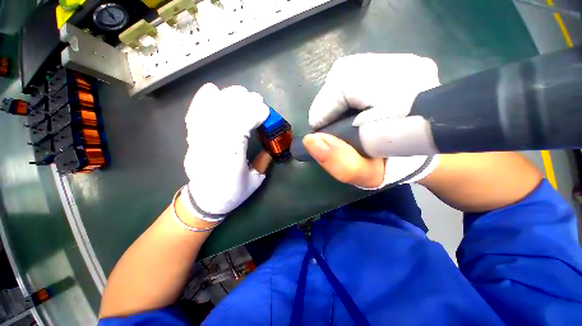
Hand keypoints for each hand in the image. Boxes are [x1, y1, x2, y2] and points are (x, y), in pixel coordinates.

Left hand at [183, 83, 270, 221]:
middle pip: (223, 116)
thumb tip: (270, 144)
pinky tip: (212, 90)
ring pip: (209, 112)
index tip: (265, 111)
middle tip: (256, 99)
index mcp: (229, 160)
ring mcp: (198, 141)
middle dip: (242, 102)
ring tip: (240, 92)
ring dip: (226, 98)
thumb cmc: (232, 193)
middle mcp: (211, 147)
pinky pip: (194, 115)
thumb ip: (263, 161)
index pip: (238, 129)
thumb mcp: (255, 180)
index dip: (252, 115)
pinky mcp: (192, 139)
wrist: (204, 200)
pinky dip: (202, 100)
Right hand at [304, 54, 440, 188]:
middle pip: (345, 73)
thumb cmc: (394, 166)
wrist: (420, 150)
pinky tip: (350, 107)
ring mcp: (405, 61)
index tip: (320, 131)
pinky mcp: (398, 62)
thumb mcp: (367, 175)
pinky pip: (357, 69)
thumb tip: (311, 140)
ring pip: (349, 69)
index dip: (325, 108)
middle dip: (328, 102)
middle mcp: (409, 68)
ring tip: (339, 117)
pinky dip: (345, 89)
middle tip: (330, 125)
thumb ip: (341, 163)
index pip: (346, 85)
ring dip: (336, 96)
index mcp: (405, 95)